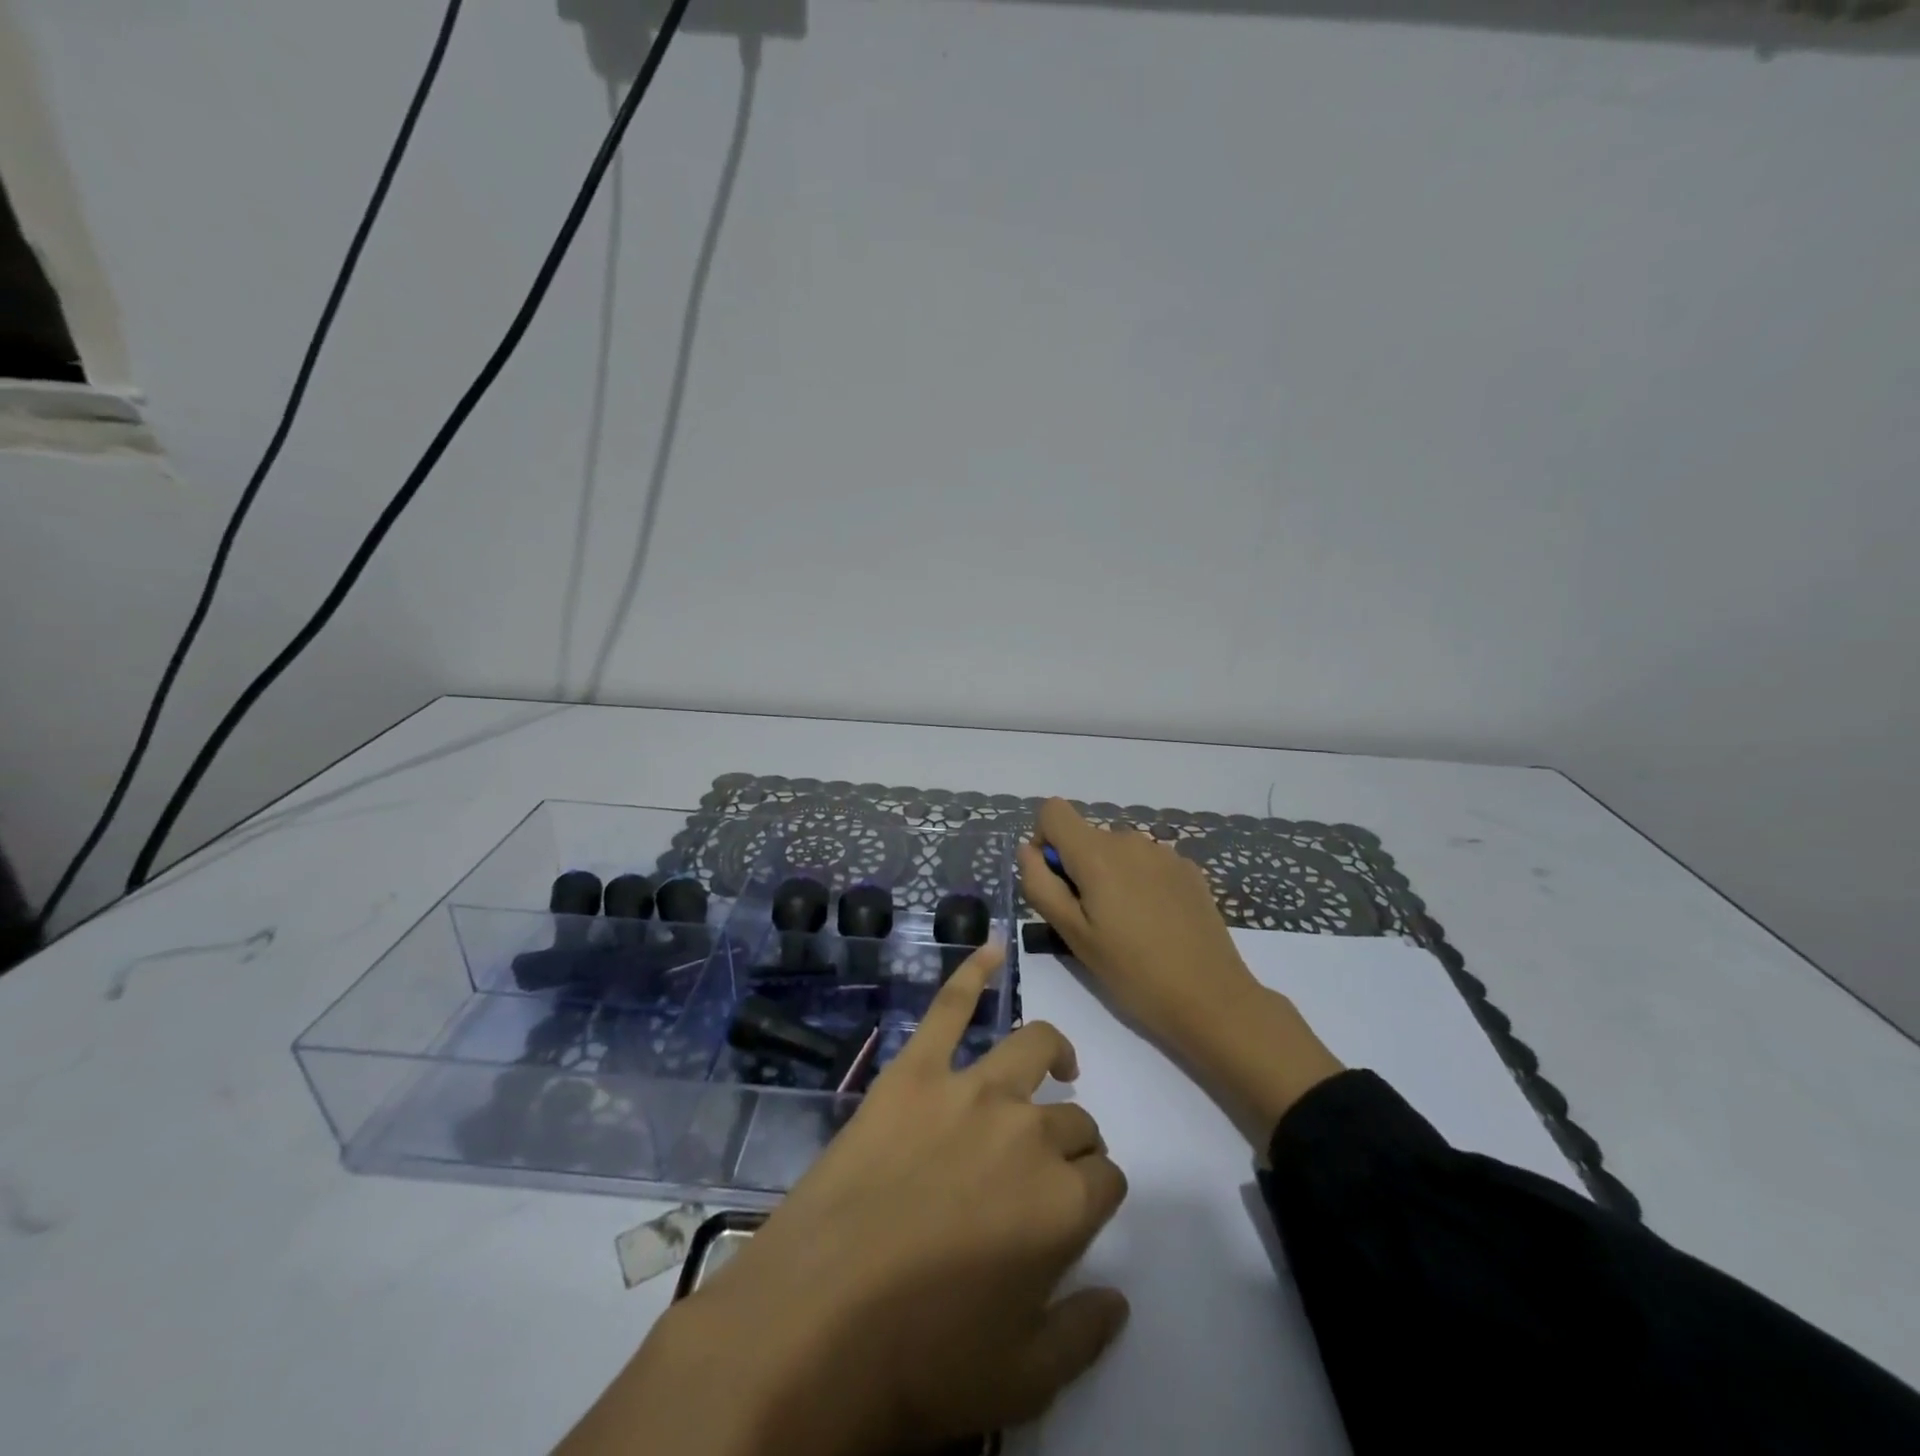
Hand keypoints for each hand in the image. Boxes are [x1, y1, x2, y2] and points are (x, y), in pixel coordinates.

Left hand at [569, 943, 1130, 1455]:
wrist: (814, 1319)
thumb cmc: (920, 1359)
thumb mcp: (1020, 1380)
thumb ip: (1084, 1334)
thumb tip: (1120, 1299)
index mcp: (1063, 1202)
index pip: (1106, 1178)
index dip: (1096, 1193)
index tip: (1076, 1211)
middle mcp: (1029, 1130)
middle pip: (1074, 1119)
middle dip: (1074, 1141)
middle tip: (1045, 1169)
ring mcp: (970, 1089)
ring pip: (1033, 1047)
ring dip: (1054, 1052)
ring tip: (1058, 1063)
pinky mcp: (915, 1070)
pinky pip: (949, 1006)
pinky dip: (971, 972)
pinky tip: (988, 947)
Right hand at [1018, 799, 1343, 1146]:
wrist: (1211, 997)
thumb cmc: (1131, 971)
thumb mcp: (1072, 934)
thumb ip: (1040, 884)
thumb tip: (1028, 850)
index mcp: (1096, 853)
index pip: (1053, 811)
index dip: (1044, 840)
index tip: (1056, 882)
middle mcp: (1129, 839)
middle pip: (1086, 836)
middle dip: (1078, 868)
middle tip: (1091, 921)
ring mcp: (1164, 852)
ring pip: (1118, 851)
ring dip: (1110, 876)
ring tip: (1126, 926)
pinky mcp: (1189, 869)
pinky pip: (1147, 863)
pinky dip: (1140, 882)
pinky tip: (1156, 923)